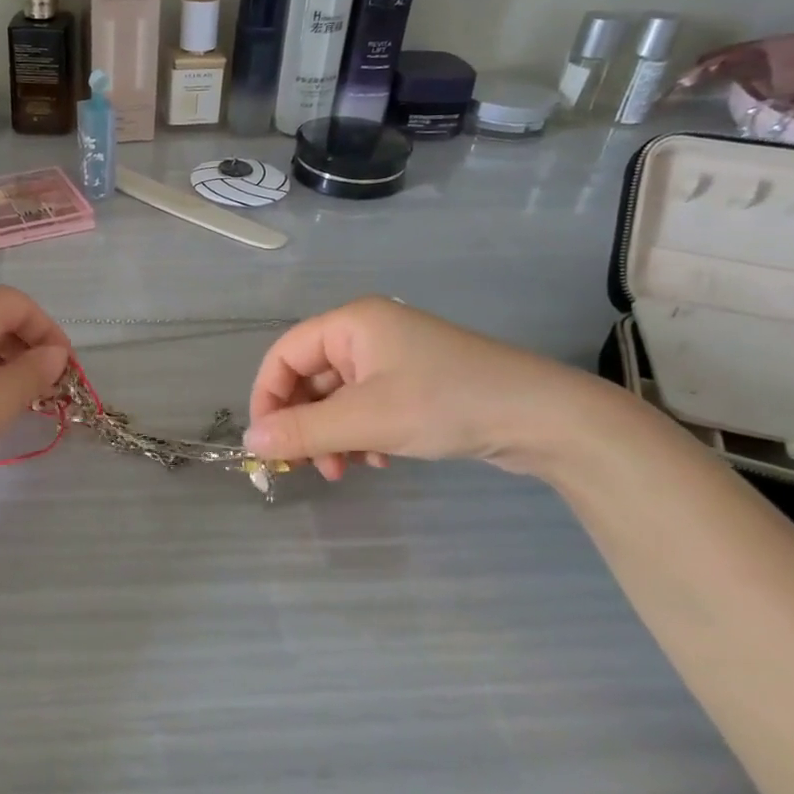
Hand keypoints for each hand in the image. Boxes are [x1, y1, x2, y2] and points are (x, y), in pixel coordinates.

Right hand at [244, 296, 605, 480]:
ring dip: (333, 435)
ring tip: (346, 469)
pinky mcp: (415, 384)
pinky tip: (381, 460)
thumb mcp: (367, 420)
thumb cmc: (446, 403)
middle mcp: (367, 334)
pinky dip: (362, 434)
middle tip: (310, 466)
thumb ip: (303, 431)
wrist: (544, 418)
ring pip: (339, 398)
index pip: (284, 355)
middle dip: (306, 424)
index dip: (268, 397)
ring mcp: (394, 359)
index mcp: (351, 324)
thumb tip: (249, 442)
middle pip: (310, 378)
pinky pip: (367, 407)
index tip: (267, 443)